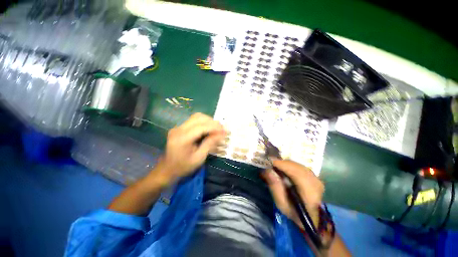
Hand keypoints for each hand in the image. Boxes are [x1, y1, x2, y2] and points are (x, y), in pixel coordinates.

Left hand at [153, 113, 225, 185]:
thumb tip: (221, 134)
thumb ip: (209, 144)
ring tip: (216, 128)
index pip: (201, 127)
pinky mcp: (179, 128)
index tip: (224, 131)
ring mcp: (178, 127)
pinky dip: (203, 122)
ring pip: (196, 117)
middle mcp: (179, 129)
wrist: (167, 169)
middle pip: (198, 118)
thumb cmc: (184, 167)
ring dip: (208, 121)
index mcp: (182, 139)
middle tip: (222, 129)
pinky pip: (193, 120)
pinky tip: (209, 128)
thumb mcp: (199, 158)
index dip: (214, 127)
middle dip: (212, 122)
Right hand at [262, 159, 323, 228]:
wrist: (312, 218)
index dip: (282, 164)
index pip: (295, 172)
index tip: (269, 161)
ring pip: (297, 165)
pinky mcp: (314, 176)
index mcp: (309, 192)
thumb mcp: (281, 204)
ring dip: (285, 164)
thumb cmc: (294, 213)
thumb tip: (267, 170)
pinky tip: (284, 169)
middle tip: (270, 163)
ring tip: (275, 166)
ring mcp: (316, 178)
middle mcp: (315, 181)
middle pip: (296, 166)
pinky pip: (299, 166)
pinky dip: (290, 166)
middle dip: (282, 163)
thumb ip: (275, 186)